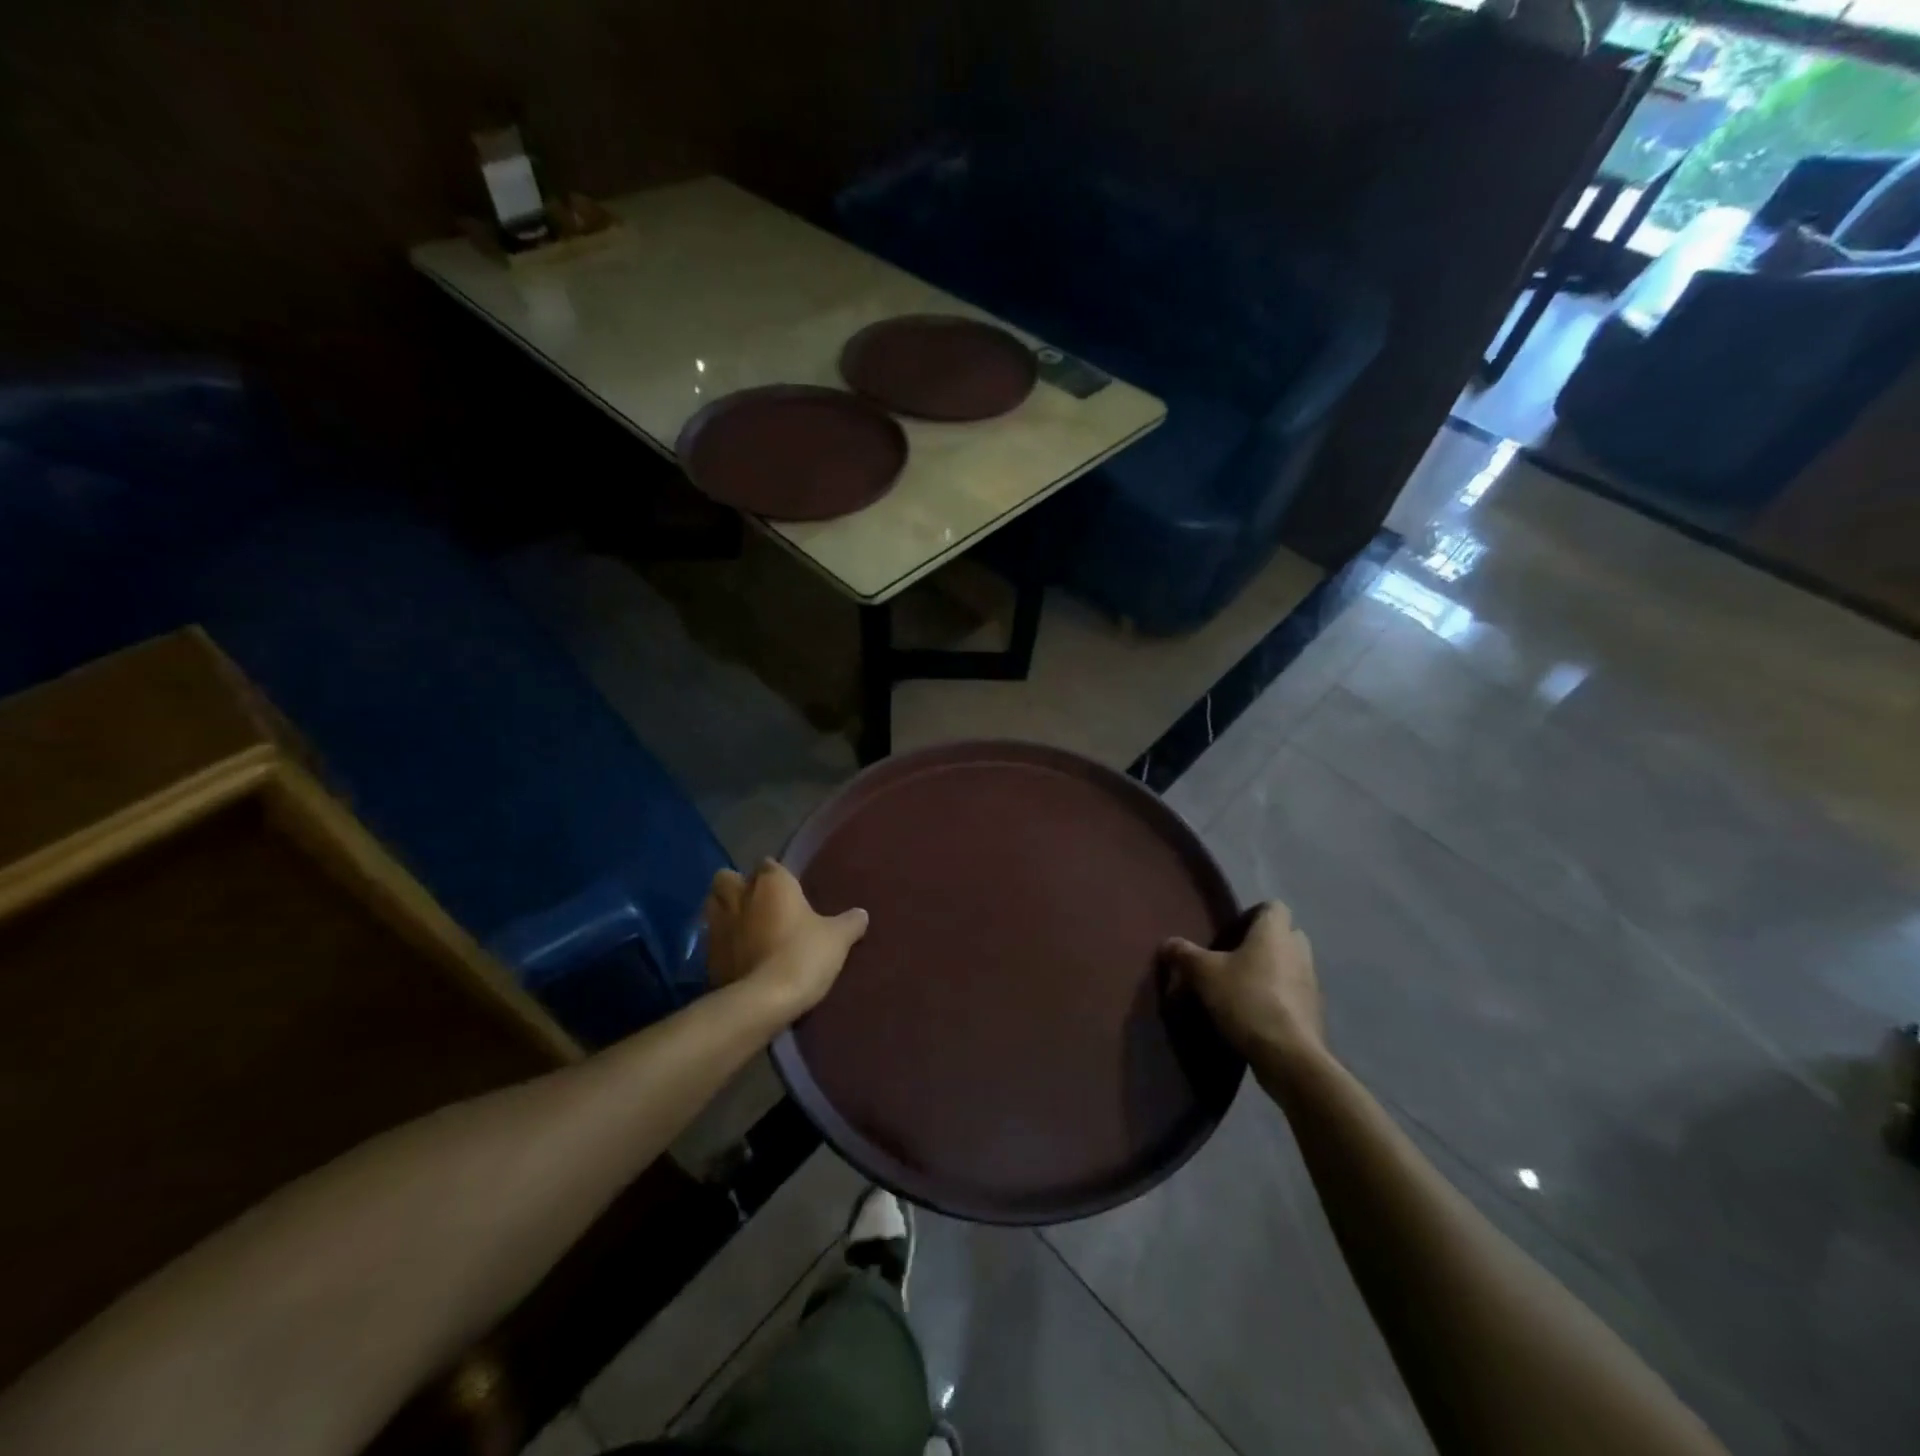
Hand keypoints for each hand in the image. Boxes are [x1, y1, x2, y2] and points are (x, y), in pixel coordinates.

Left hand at [704, 860, 868, 1021]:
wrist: (764, 1000)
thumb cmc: (803, 955)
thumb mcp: (838, 939)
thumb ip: (850, 922)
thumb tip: (861, 914)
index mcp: (771, 882)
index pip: (769, 865)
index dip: (777, 876)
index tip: (788, 890)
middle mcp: (739, 895)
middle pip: (728, 878)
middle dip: (738, 886)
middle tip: (758, 904)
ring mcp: (718, 925)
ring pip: (713, 906)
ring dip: (725, 912)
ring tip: (744, 927)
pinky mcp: (706, 955)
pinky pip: (713, 939)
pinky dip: (723, 944)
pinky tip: (738, 956)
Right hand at [1160, 901, 1322, 1063]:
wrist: (1288, 1055)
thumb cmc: (1246, 999)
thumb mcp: (1203, 974)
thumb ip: (1184, 954)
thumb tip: (1167, 943)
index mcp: (1275, 933)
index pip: (1273, 906)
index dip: (1253, 914)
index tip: (1231, 931)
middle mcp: (1299, 951)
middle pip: (1286, 935)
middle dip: (1264, 943)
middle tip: (1235, 957)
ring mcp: (1311, 983)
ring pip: (1291, 965)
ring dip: (1273, 971)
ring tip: (1243, 988)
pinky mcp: (1314, 1012)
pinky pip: (1295, 994)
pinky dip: (1279, 998)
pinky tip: (1256, 1013)